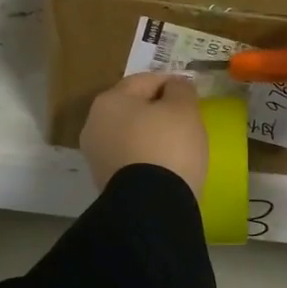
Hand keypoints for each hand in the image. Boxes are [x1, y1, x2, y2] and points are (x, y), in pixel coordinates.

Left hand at [81, 72, 208, 196]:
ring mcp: (96, 156)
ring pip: (129, 135)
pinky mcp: (104, 182)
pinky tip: (164, 165)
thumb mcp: (184, 109)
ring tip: (176, 145)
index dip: (171, 83)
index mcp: (109, 100)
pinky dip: (145, 157)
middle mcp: (94, 125)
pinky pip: (129, 159)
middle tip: (185, 120)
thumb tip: (174, 87)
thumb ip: (181, 90)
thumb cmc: (168, 147)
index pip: (145, 81)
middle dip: (157, 110)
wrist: (151, 206)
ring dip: (150, 135)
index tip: (191, 94)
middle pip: (133, 108)